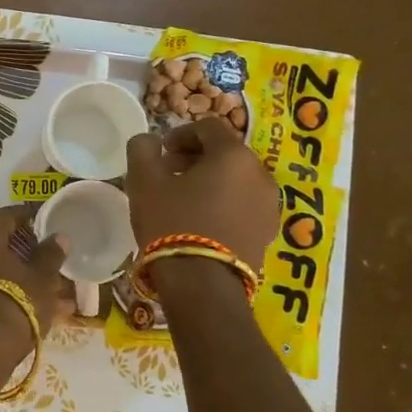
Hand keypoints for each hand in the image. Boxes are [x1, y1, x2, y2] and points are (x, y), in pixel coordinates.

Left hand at [0, 205, 71, 348]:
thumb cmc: (15, 300)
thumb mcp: (41, 277)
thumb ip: (50, 254)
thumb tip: (58, 236)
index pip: (4, 215)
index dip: (25, 214)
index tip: (42, 217)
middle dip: (27, 252)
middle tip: (49, 256)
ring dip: (25, 279)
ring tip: (57, 292)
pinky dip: (15, 297)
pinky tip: (44, 313)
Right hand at [124, 118, 279, 285]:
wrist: (203, 284)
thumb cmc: (172, 222)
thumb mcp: (144, 181)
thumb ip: (142, 149)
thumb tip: (149, 140)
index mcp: (233, 155)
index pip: (208, 126)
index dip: (180, 133)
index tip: (161, 152)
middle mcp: (260, 174)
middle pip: (226, 152)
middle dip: (196, 157)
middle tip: (169, 175)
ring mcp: (269, 205)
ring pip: (237, 179)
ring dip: (211, 181)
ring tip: (184, 201)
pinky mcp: (268, 232)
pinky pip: (244, 205)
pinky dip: (224, 203)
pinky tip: (201, 222)